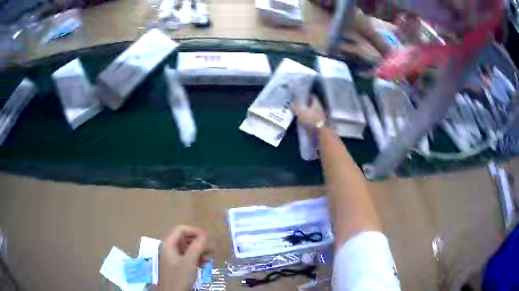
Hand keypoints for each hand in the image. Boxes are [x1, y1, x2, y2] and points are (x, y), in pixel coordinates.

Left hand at [159, 226, 211, 290]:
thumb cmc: (179, 276)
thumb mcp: (189, 261)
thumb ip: (197, 247)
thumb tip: (204, 235)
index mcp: (168, 243)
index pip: (181, 229)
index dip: (195, 231)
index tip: (207, 238)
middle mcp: (168, 248)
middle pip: (184, 239)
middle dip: (198, 243)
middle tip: (212, 249)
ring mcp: (171, 257)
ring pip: (186, 249)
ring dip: (198, 251)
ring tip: (210, 257)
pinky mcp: (175, 265)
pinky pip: (185, 257)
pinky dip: (195, 259)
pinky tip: (203, 264)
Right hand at [292, 96, 326, 130]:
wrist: (320, 132)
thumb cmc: (311, 120)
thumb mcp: (300, 113)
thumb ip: (295, 108)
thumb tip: (291, 105)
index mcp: (316, 104)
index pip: (313, 96)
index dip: (307, 95)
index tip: (302, 96)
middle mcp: (320, 108)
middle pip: (313, 104)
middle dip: (307, 104)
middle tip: (300, 104)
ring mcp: (321, 116)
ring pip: (314, 112)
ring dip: (308, 112)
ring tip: (301, 113)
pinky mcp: (320, 123)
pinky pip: (313, 119)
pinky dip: (309, 119)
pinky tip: (304, 121)